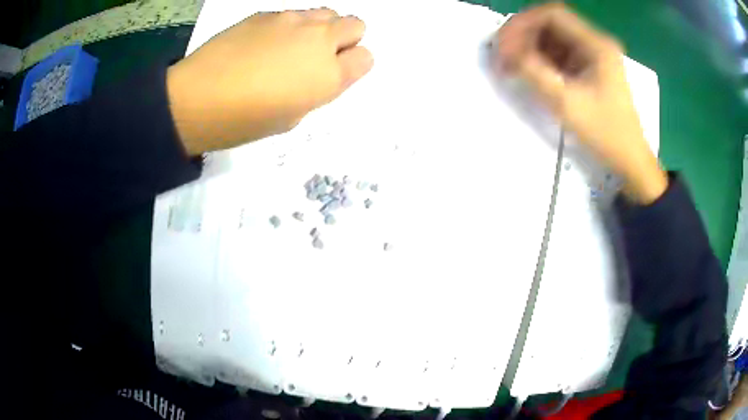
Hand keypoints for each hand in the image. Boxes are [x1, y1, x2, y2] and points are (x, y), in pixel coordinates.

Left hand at [166, 8, 372, 155]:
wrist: (196, 99)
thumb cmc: (243, 121)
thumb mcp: (290, 119)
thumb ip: (315, 90)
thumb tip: (316, 73)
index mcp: (328, 76)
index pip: (366, 58)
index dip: (353, 65)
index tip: (335, 74)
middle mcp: (318, 40)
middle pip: (356, 24)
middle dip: (345, 39)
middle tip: (318, 56)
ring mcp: (292, 21)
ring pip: (326, 13)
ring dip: (319, 28)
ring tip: (292, 46)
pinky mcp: (266, 13)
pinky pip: (292, 14)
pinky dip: (289, 26)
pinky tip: (263, 43)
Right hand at [494, 3, 666, 203]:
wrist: (629, 161)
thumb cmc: (605, 133)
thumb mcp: (567, 104)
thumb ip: (534, 73)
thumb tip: (506, 52)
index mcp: (596, 44)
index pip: (552, 14)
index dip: (523, 24)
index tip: (504, 45)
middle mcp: (595, 42)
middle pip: (551, 23)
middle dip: (523, 35)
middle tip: (504, 56)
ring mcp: (594, 55)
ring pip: (553, 38)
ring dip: (530, 47)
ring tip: (513, 66)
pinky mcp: (591, 68)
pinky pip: (560, 54)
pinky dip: (542, 59)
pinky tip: (531, 73)